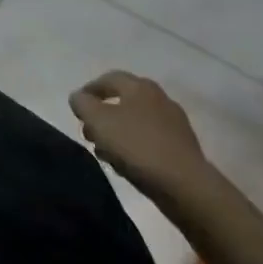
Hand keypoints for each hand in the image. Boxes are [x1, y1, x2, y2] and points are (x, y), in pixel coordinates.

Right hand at [70, 71, 211, 199]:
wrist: (185, 185)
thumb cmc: (137, 146)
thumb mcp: (99, 121)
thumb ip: (83, 104)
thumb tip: (79, 97)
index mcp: (140, 86)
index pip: (109, 78)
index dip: (89, 90)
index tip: (77, 107)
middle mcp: (159, 98)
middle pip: (123, 101)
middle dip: (102, 115)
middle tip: (89, 133)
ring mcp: (174, 123)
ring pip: (136, 122)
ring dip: (117, 133)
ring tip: (104, 152)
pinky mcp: (182, 148)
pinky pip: (150, 141)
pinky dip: (134, 147)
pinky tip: (127, 164)